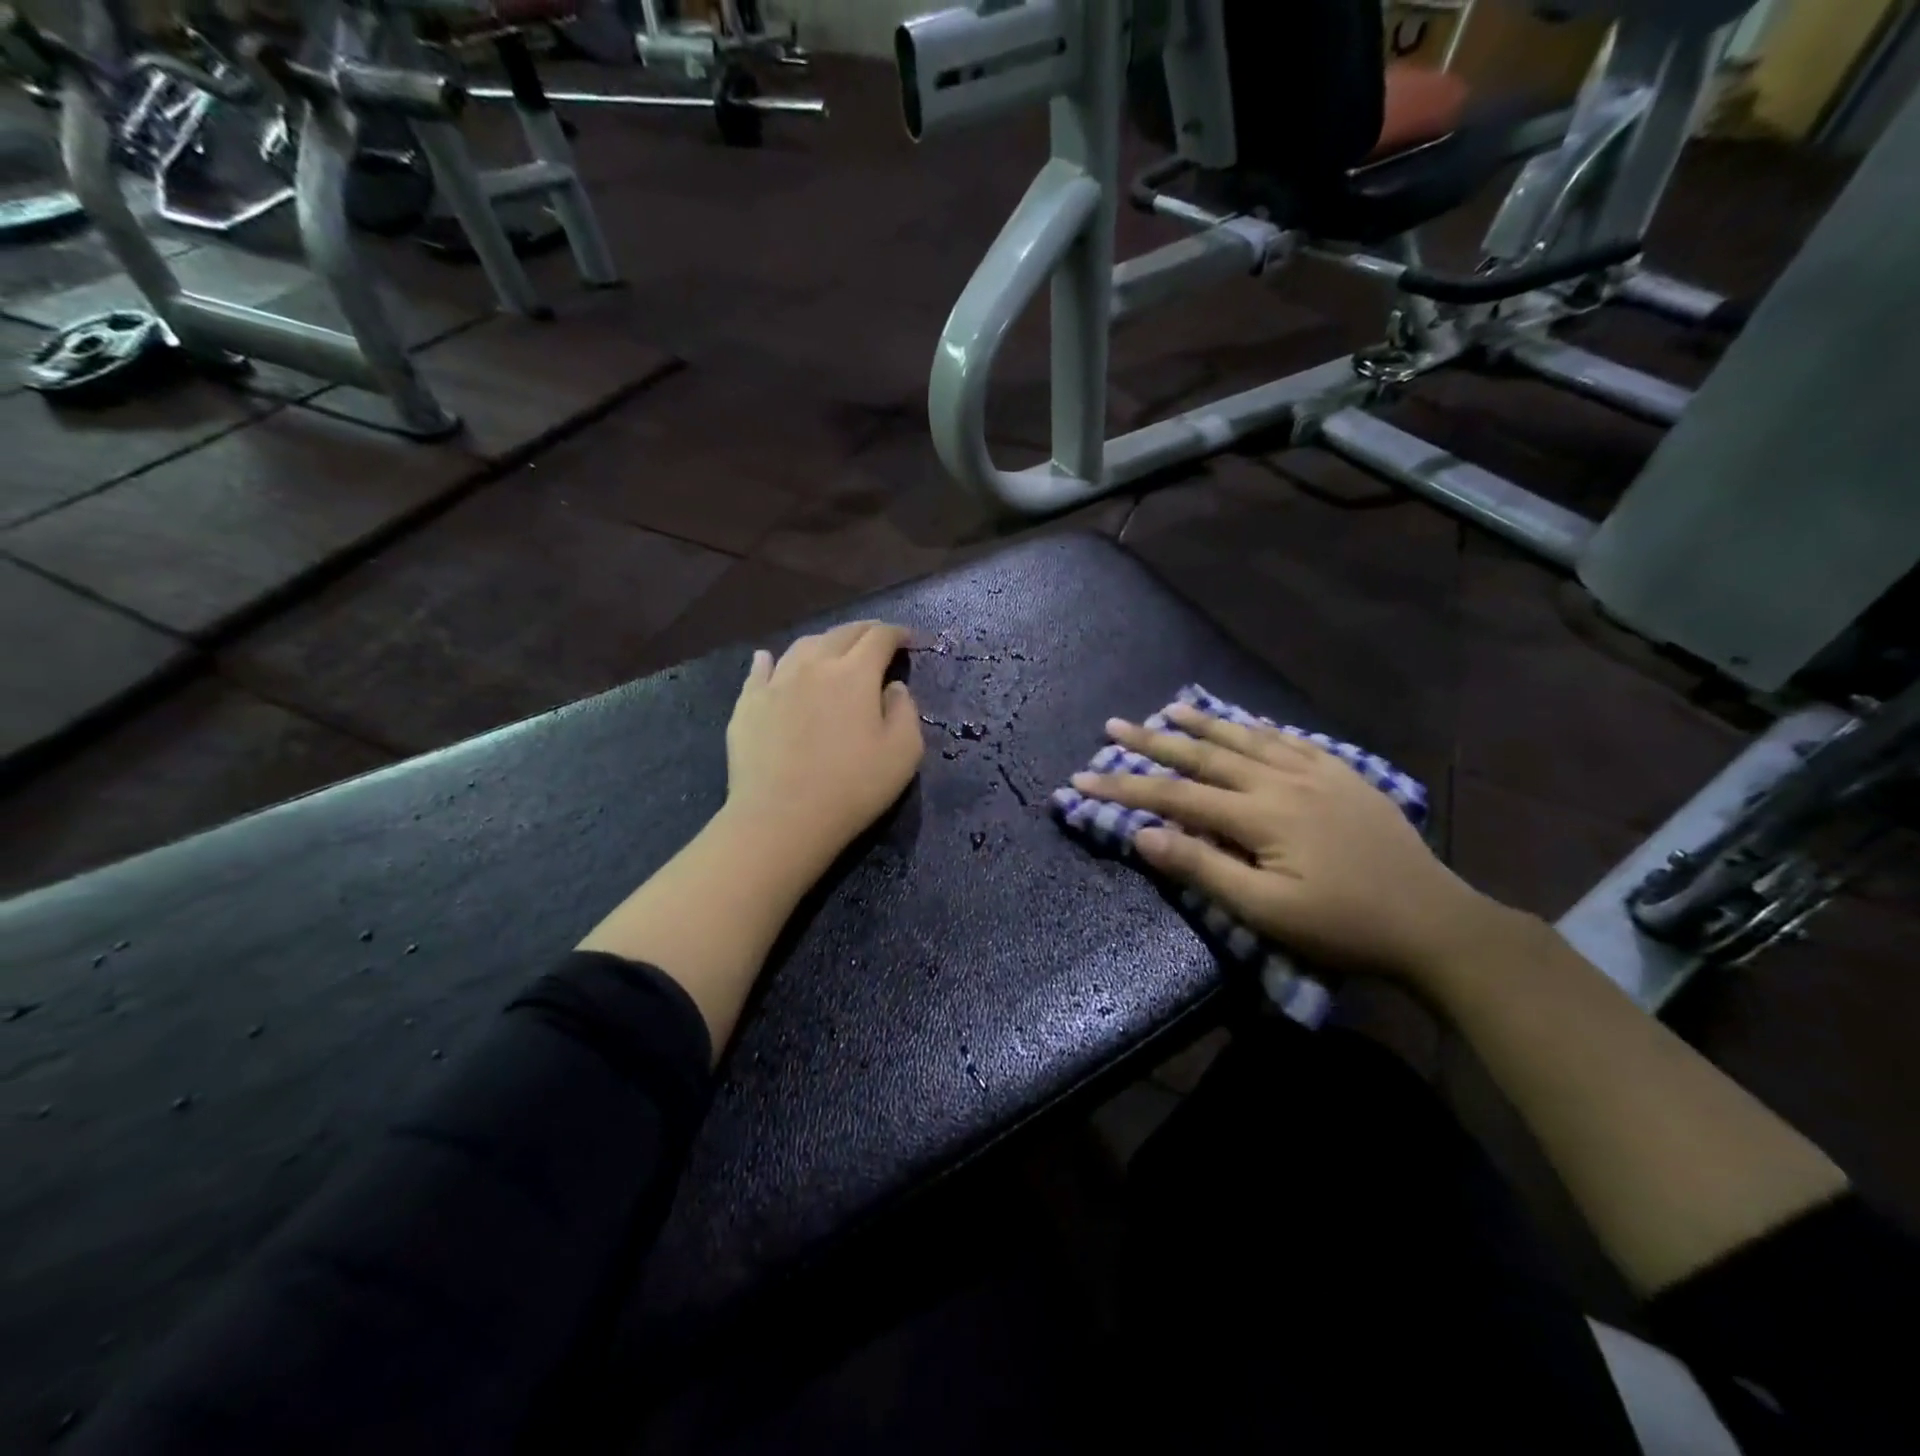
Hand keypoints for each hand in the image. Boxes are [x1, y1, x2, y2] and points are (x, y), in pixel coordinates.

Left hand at [724, 621, 925, 869]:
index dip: (897, 633)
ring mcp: (776, 681)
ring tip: (832, 650)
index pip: (879, 638)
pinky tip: (768, 659)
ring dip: (824, 642)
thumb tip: (893, 687)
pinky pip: (760, 670)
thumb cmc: (851, 788)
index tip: (908, 639)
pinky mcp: (748, 703)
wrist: (780, 818)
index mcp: (855, 674)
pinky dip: (771, 660)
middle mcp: (814, 665)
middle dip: (864, 631)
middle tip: (877, 637)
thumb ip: (906, 711)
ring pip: (802, 646)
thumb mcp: (903, 754)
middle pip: (841, 634)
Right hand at [1071, 703, 1508, 985]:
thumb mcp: (1265, 911)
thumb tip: (1142, 836)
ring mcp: (1316, 773)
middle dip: (1153, 742)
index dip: (1125, 787)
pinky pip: (1292, 740)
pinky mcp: (1343, 776)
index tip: (1082, 777)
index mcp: (1259, 815)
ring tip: (1169, 707)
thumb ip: (1202, 868)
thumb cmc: (1342, 926)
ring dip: (1204, 723)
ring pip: (1247, 738)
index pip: (1175, 796)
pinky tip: (1249, 721)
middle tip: (1114, 724)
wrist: (1433, 922)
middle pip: (1204, 756)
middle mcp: (1281, 781)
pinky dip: (1260, 728)